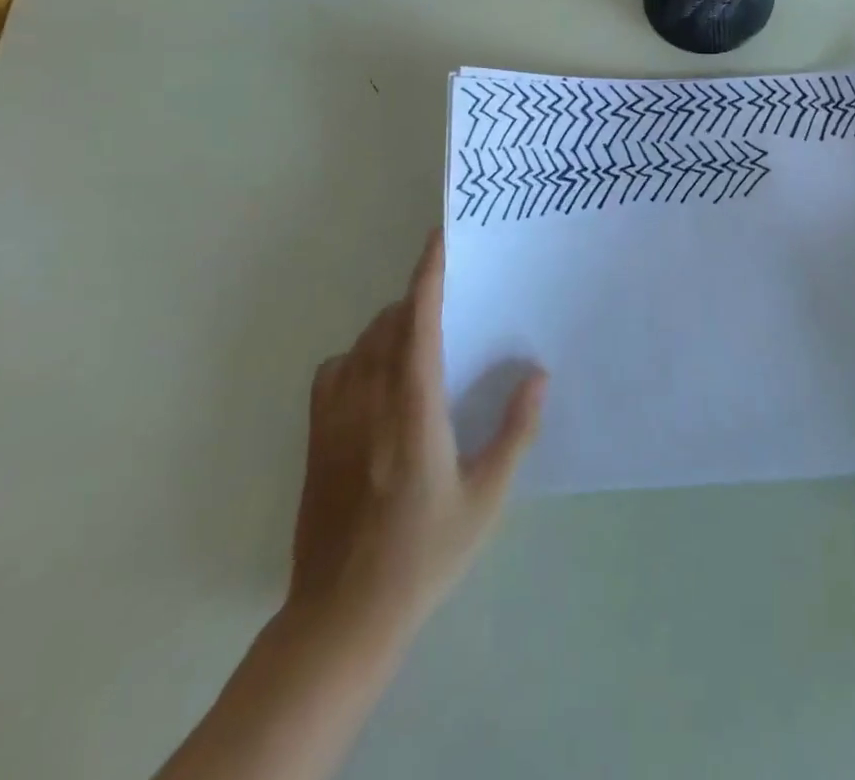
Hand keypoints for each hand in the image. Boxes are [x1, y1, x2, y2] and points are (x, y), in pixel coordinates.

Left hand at [288, 229, 545, 642]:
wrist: (342, 617)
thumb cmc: (423, 555)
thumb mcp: (485, 497)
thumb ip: (515, 431)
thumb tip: (538, 375)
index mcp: (413, 410)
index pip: (418, 323)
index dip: (429, 275)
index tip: (441, 237)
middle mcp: (369, 402)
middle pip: (388, 324)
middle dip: (418, 300)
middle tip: (453, 302)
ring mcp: (335, 419)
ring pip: (361, 344)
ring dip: (391, 327)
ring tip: (423, 341)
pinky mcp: (316, 439)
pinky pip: (335, 370)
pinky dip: (359, 355)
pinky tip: (378, 378)